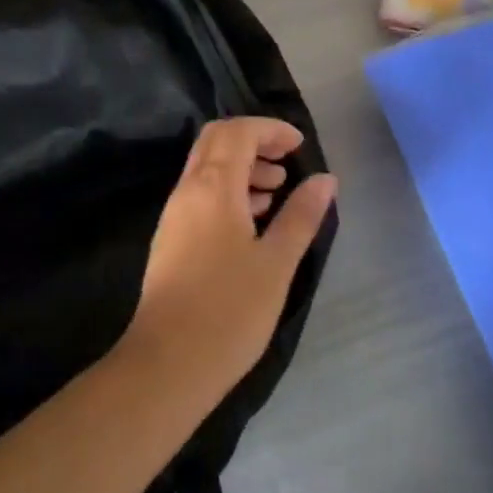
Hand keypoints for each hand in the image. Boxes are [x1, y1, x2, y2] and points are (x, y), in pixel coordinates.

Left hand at [121, 118, 337, 403]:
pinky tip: (251, 221)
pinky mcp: (170, 237)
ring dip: (241, 166)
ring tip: (275, 192)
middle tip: (286, 162)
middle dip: (254, 141)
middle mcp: (188, 189)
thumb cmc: (229, 311)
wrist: (167, 363)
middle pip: (217, 140)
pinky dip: (227, 190)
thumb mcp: (276, 263)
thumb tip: (325, 178)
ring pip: (207, 166)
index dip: (270, 129)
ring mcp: (174, 213)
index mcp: (213, 185)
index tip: (299, 145)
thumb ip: (301, 215)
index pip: (238, 131)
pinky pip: (200, 193)